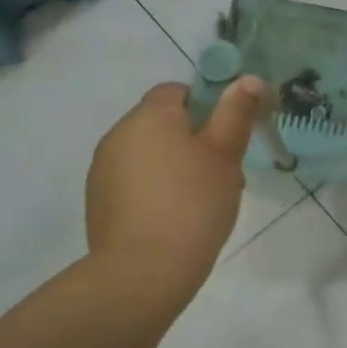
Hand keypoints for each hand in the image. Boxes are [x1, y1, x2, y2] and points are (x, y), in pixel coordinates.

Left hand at [85, 77, 264, 302]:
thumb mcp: (226, 154)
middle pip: (161, 123)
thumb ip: (236, 113)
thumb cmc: (194, 202)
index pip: (176, 91)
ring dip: (172, 165)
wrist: (145, 269)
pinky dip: (153, 188)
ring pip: (147, 153)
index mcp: (150, 116)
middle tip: (223, 171)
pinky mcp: (98, 200)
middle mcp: (118, 134)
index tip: (226, 136)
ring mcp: (103, 168)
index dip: (206, 106)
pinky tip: (173, 217)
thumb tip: (248, 78)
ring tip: (200, 199)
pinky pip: (133, 180)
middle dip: (192, 139)